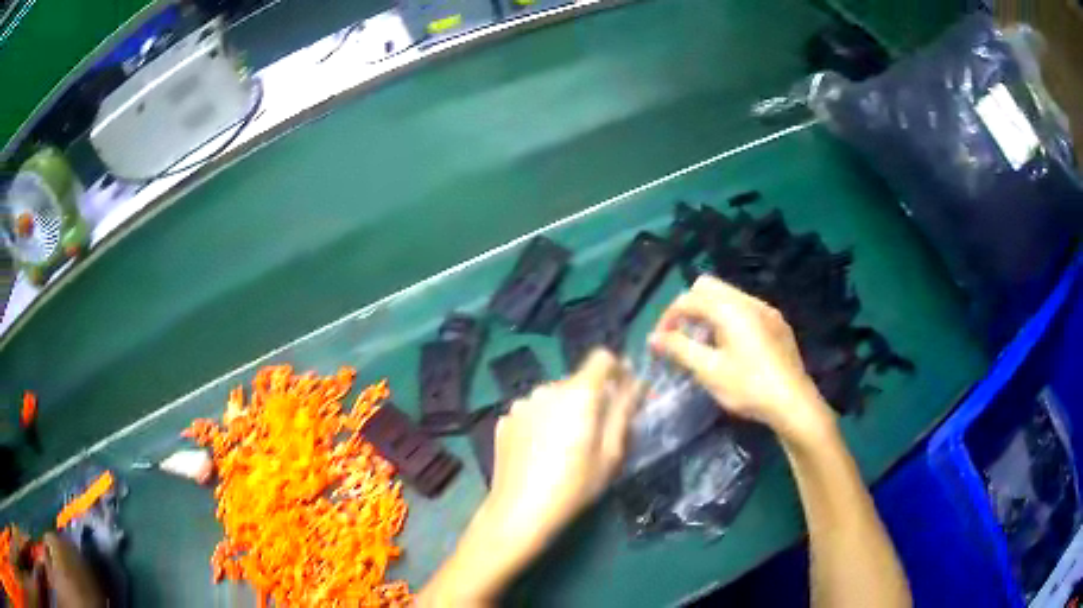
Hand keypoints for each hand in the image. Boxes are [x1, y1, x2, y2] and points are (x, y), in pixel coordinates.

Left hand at [484, 349, 640, 544]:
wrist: (520, 511)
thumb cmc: (575, 485)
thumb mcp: (611, 452)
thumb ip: (624, 410)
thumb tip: (637, 381)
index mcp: (578, 393)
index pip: (602, 358)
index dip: (616, 371)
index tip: (622, 394)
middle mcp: (546, 389)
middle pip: (577, 382)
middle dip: (591, 399)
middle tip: (595, 435)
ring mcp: (521, 404)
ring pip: (552, 397)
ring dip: (564, 410)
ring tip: (564, 447)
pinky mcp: (505, 420)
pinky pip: (532, 412)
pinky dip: (540, 423)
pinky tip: (539, 452)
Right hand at [648, 275, 833, 443]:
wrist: (793, 403)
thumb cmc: (748, 387)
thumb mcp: (709, 371)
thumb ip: (679, 349)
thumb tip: (653, 338)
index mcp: (730, 308)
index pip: (689, 299)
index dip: (668, 317)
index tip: (659, 342)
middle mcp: (749, 301)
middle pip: (709, 288)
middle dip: (690, 308)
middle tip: (682, 337)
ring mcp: (767, 310)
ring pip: (729, 297)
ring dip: (709, 313)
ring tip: (705, 345)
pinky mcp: (778, 323)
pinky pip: (746, 309)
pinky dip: (729, 319)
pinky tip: (732, 348)